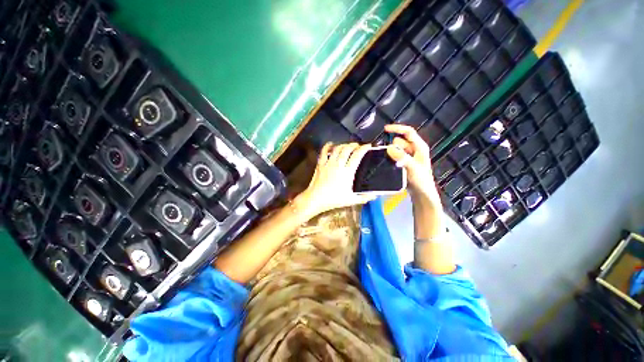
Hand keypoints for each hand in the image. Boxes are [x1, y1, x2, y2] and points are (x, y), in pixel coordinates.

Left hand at [296, 142, 376, 218]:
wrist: (316, 199)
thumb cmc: (334, 200)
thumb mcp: (351, 200)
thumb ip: (364, 198)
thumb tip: (374, 196)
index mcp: (347, 172)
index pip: (357, 156)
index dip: (363, 149)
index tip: (368, 146)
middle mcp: (338, 164)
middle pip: (347, 149)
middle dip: (354, 145)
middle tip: (358, 146)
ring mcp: (328, 163)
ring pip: (337, 149)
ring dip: (343, 145)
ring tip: (347, 146)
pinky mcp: (320, 164)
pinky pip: (324, 152)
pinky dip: (327, 146)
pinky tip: (331, 144)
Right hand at [384, 124, 439, 200]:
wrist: (421, 194)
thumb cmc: (421, 180)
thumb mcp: (412, 168)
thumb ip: (402, 157)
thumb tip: (389, 148)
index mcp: (420, 147)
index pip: (408, 132)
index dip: (397, 129)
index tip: (385, 129)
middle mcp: (414, 149)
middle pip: (399, 141)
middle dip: (393, 147)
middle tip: (392, 159)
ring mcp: (408, 156)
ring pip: (395, 149)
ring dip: (391, 154)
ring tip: (391, 164)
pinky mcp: (403, 163)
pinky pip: (394, 156)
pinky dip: (390, 158)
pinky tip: (388, 165)